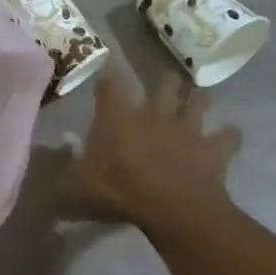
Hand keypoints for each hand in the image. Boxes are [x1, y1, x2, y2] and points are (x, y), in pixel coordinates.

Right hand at [60, 67, 241, 231]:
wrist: (170, 207)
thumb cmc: (117, 190)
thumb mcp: (74, 186)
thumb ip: (61, 173)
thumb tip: (46, 166)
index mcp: (118, 117)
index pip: (110, 85)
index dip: (108, 75)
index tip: (108, 68)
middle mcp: (155, 113)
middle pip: (165, 85)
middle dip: (165, 82)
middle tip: (165, 84)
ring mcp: (189, 129)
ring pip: (199, 102)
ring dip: (199, 100)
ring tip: (198, 99)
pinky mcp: (214, 149)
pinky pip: (229, 136)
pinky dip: (229, 136)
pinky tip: (228, 137)